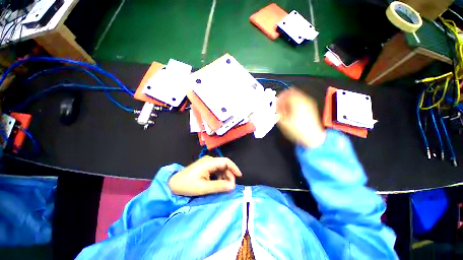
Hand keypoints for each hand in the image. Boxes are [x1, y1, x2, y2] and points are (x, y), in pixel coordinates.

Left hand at [168, 156, 242, 195]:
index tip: (239, 176)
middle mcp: (209, 160)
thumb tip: (232, 186)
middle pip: (224, 164)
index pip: (226, 162)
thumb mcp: (204, 188)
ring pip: (221, 167)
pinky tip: (220, 183)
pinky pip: (216, 169)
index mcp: (209, 162)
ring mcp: (207, 163)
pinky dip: (220, 176)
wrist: (173, 184)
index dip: (234, 168)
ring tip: (226, 186)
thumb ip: (219, 186)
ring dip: (225, 176)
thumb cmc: (187, 185)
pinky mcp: (205, 166)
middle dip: (230, 174)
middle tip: (231, 186)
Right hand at [276, 87, 325, 147]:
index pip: (286, 93)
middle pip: (292, 92)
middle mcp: (304, 100)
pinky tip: (291, 111)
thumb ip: (278, 111)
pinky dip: (294, 103)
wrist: (313, 137)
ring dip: (289, 101)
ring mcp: (309, 103)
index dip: (279, 97)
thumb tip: (276, 105)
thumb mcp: (283, 122)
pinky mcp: (311, 107)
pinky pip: (300, 100)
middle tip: (279, 106)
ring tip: (285, 110)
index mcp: (297, 102)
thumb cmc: (296, 130)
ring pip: (296, 96)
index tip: (275, 104)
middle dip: (284, 98)